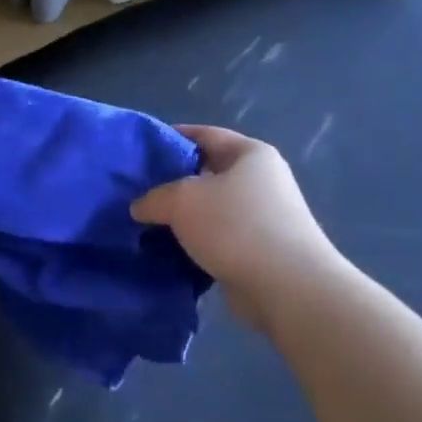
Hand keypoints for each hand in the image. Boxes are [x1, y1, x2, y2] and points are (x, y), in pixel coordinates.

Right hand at [131, 126, 344, 329]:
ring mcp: (262, 218)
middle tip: (135, 191)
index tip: (141, 150)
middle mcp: (261, 181)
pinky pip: (217, 239)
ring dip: (181, 218)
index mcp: (251, 154)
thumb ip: (154, 197)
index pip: (205, 134)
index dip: (172, 137)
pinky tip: (166, 251)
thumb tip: (140, 208)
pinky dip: (194, 244)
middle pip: (207, 173)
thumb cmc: (235, 226)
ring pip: (210, 210)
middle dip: (172, 182)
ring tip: (144, 224)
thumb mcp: (181, 200)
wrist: (286, 287)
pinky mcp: (258, 252)